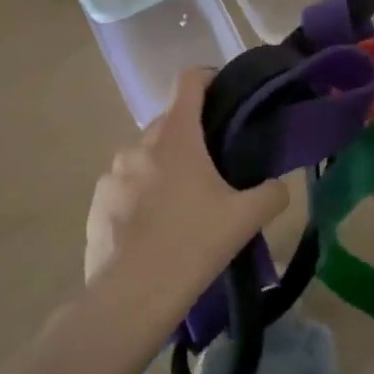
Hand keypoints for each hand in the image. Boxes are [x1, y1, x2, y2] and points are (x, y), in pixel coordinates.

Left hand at [83, 69, 288, 324]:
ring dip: (164, 167)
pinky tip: (154, 229)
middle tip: (214, 166)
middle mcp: (139, 145)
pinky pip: (125, 187)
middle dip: (191, 136)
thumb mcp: (246, 219)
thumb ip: (271, 193)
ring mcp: (112, 174)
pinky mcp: (96, 203)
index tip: (224, 95)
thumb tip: (277, 186)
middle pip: (169, 123)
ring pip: (145, 157)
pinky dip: (141, 195)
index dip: (208, 78)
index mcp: (176, 137)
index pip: (189, 82)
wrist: (132, 296)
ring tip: (182, 204)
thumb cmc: (193, 244)